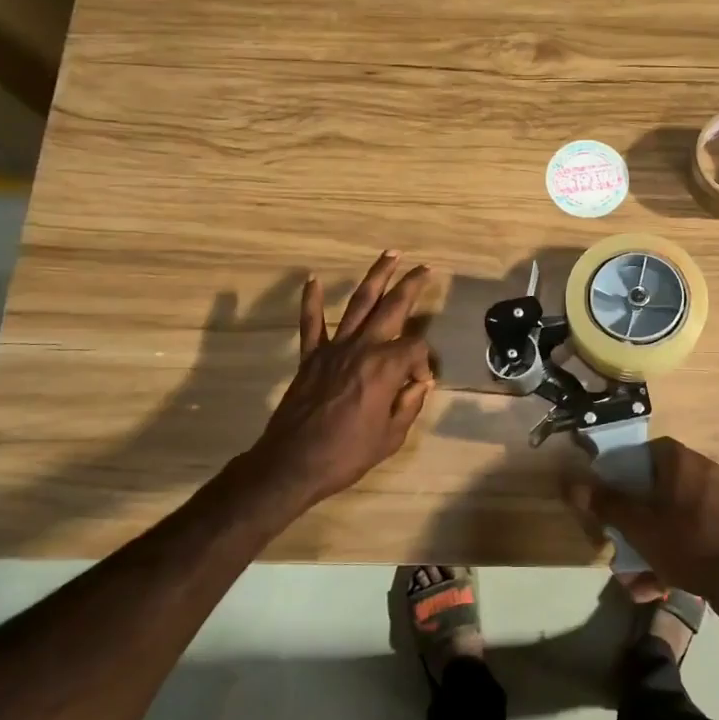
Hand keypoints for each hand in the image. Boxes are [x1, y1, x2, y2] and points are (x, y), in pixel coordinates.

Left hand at [244, 252, 434, 516]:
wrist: (293, 464)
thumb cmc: (348, 453)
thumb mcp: (392, 436)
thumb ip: (409, 404)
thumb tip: (419, 384)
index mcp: (385, 367)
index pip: (415, 349)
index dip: (423, 363)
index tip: (419, 385)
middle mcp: (362, 348)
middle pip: (392, 307)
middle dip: (411, 285)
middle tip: (425, 269)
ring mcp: (333, 349)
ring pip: (358, 303)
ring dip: (375, 277)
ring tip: (389, 255)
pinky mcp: (311, 357)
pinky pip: (311, 323)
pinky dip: (311, 300)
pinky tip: (312, 279)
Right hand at [565, 437, 718, 620]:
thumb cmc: (687, 541)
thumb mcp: (639, 525)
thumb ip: (606, 503)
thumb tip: (573, 484)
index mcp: (682, 461)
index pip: (645, 451)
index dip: (623, 470)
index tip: (608, 494)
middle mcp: (702, 472)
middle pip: (655, 487)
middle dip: (634, 518)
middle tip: (618, 537)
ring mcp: (717, 500)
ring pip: (670, 516)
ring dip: (649, 543)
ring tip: (632, 574)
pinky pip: (689, 533)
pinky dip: (671, 553)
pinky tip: (656, 586)